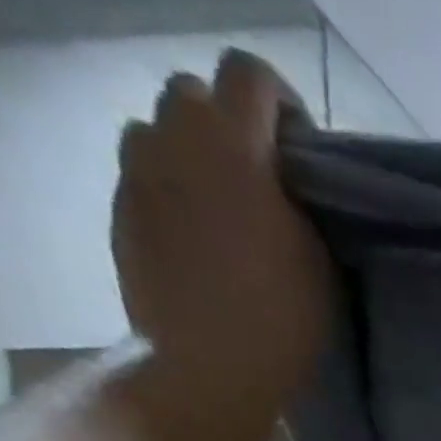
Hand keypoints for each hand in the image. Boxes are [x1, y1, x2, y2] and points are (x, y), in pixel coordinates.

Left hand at [112, 50, 330, 412]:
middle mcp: (176, 141)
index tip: (300, 148)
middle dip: (228, 122)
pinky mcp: (120, 213)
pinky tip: (196, 236)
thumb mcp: (319, 260)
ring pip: (158, 129)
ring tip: (220, 203)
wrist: (208, 366)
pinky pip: (143, 176)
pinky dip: (169, 189)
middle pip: (193, 92)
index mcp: (234, 146)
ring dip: (189, 151)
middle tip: (259, 177)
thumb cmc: (281, 318)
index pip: (249, 74)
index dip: (281, 101)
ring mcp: (138, 175)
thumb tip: (285, 184)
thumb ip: (299, 203)